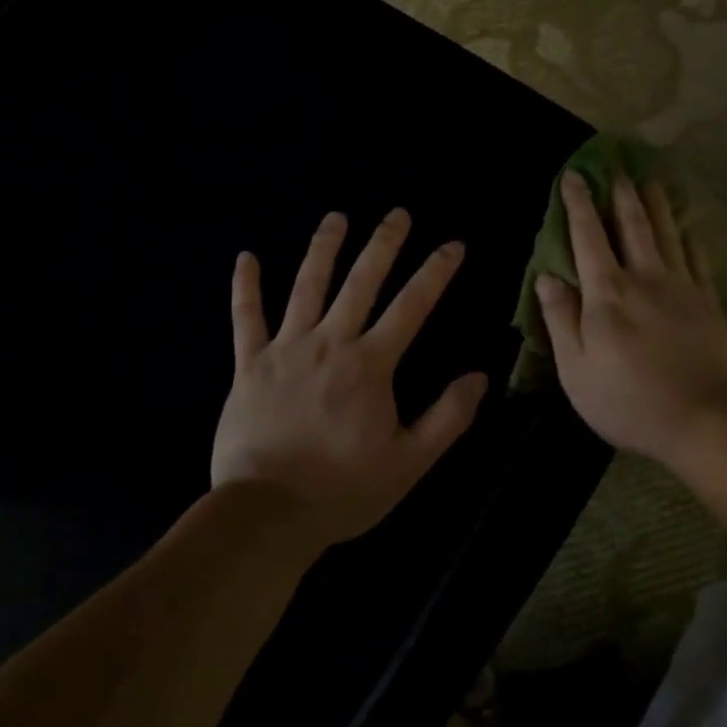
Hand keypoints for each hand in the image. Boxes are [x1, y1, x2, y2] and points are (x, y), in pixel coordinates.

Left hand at [211, 209, 488, 546]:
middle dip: (383, 244)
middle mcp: (330, 343)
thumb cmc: (344, 489)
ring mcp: (285, 349)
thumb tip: (481, 376)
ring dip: (323, 248)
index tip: (453, 245)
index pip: (412, 306)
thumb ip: (448, 417)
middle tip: (398, 214)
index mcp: (370, 365)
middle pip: (360, 282)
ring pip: (306, 287)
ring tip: (336, 217)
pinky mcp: (249, 365)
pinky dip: (245, 287)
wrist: (267, 513)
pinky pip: (246, 318)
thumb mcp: (410, 461)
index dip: (435, 272)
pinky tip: (246, 257)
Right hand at [533, 172, 726, 466]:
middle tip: (617, 167)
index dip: (579, 204)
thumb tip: (547, 276)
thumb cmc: (629, 400)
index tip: (574, 176)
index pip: (588, 237)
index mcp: (607, 293)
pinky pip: (697, 257)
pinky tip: (687, 225)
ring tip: (650, 180)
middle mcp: (644, 278)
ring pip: (666, 233)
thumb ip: (560, 319)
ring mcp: (681, 287)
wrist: (704, 418)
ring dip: (656, 204)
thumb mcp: (577, 369)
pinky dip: (689, 236)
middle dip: (621, 194)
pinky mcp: (708, 301)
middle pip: (632, 226)